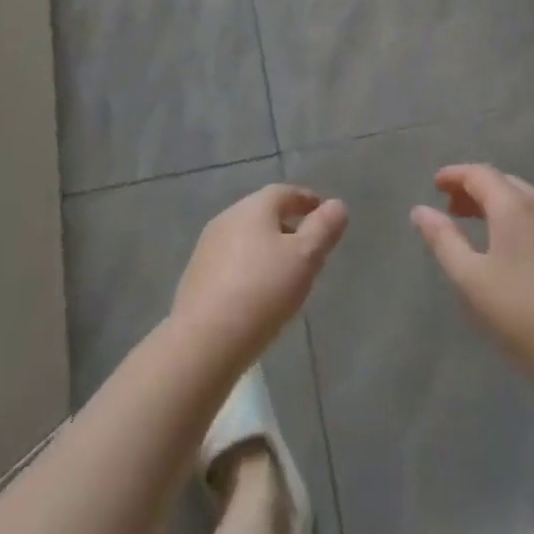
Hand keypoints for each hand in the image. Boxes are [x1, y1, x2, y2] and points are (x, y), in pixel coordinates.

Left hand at [172, 185, 347, 371]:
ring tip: (286, 272)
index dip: (306, 200)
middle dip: (287, 225)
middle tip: (309, 246)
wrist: (203, 341)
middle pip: (263, 213)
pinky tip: (258, 292)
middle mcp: (227, 218)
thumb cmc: (262, 291)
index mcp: (253, 208)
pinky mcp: (196, 276)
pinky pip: (231, 261)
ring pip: (246, 238)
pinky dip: (250, 267)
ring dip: (267, 247)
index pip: (284, 192)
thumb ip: (323, 229)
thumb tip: (337, 204)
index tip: (322, 212)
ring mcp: (207, 247)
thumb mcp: (304, 258)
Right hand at [411, 165, 533, 382]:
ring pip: (527, 200)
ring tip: (479, 227)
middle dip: (476, 188)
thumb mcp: (472, 279)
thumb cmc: (524, 314)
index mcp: (515, 207)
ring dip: (499, 204)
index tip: (435, 185)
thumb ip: (444, 240)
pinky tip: (513, 248)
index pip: (480, 173)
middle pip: (505, 182)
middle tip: (453, 208)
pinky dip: (519, 218)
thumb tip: (420, 211)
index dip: (455, 174)